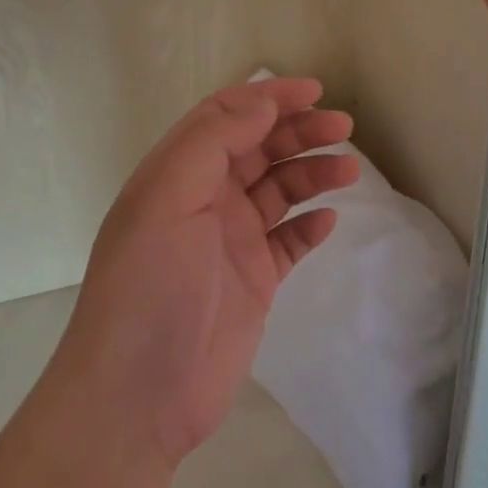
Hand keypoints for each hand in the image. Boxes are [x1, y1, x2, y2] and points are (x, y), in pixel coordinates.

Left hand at [57, 78, 358, 465]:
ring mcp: (230, 241)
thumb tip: (261, 101)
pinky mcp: (253, 281)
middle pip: (258, 149)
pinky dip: (310, 225)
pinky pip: (288, 241)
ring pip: (279, 191)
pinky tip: (329, 219)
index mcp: (178, 174)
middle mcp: (204, 200)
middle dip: (299, 131)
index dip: (268, 98)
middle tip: (343, 127)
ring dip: (312, 173)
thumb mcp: (169, 197)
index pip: (226, 118)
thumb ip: (214, 141)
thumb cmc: (149, 285)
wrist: (138, 396)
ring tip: (349, 169)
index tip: (314, 91)